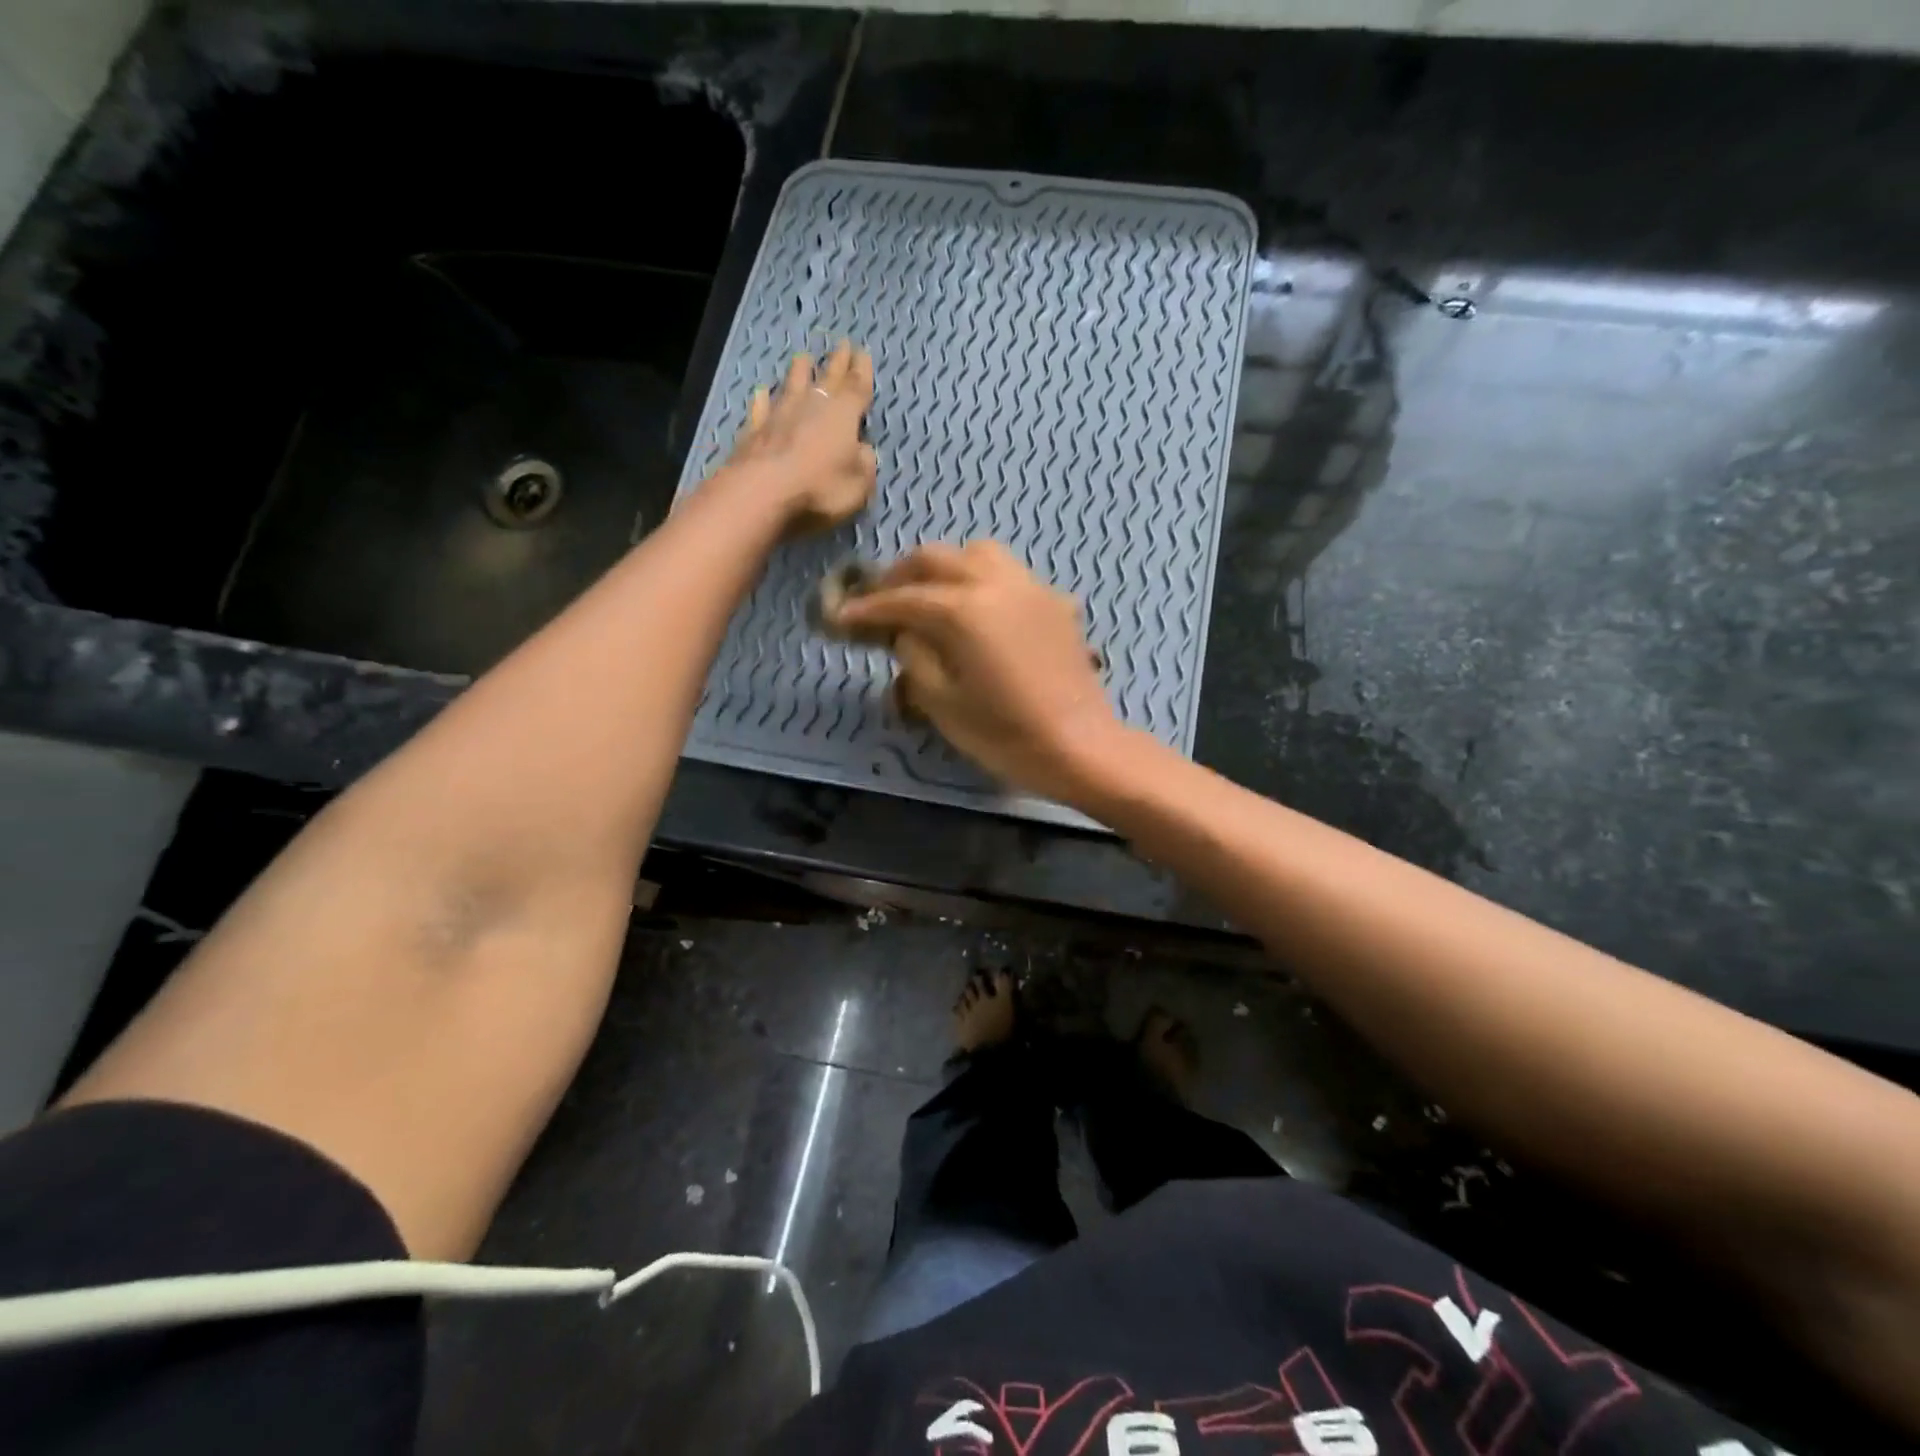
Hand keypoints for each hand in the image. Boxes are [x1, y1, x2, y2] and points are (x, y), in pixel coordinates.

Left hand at [721, 342, 876, 532]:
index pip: (857, 387)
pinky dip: (763, 400)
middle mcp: (812, 406)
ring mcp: (780, 415)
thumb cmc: (821, 488)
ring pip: (793, 385)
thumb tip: (863, 449)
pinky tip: (762, 393)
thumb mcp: (859, 484)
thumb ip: (865, 464)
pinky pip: (761, 409)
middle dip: (837, 362)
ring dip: (800, 371)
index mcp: (844, 415)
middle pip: (828, 378)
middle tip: (842, 344)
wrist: (763, 491)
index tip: (863, 352)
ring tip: (804, 358)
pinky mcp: (755, 430)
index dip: (862, 371)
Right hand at [829, 541, 1129, 805]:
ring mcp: (1029, 587)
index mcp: (963, 610)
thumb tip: (904, 633)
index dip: (867, 608)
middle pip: (936, 559)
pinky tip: (977, 610)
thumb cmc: (1005, 733)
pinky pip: (1009, 573)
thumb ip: (915, 657)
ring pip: (976, 553)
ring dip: (944, 567)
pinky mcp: (1053, 602)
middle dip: (900, 577)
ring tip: (930, 596)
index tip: (841, 617)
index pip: (902, 599)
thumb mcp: (942, 703)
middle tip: (881, 603)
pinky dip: (981, 579)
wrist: (1078, 745)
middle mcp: (995, 583)